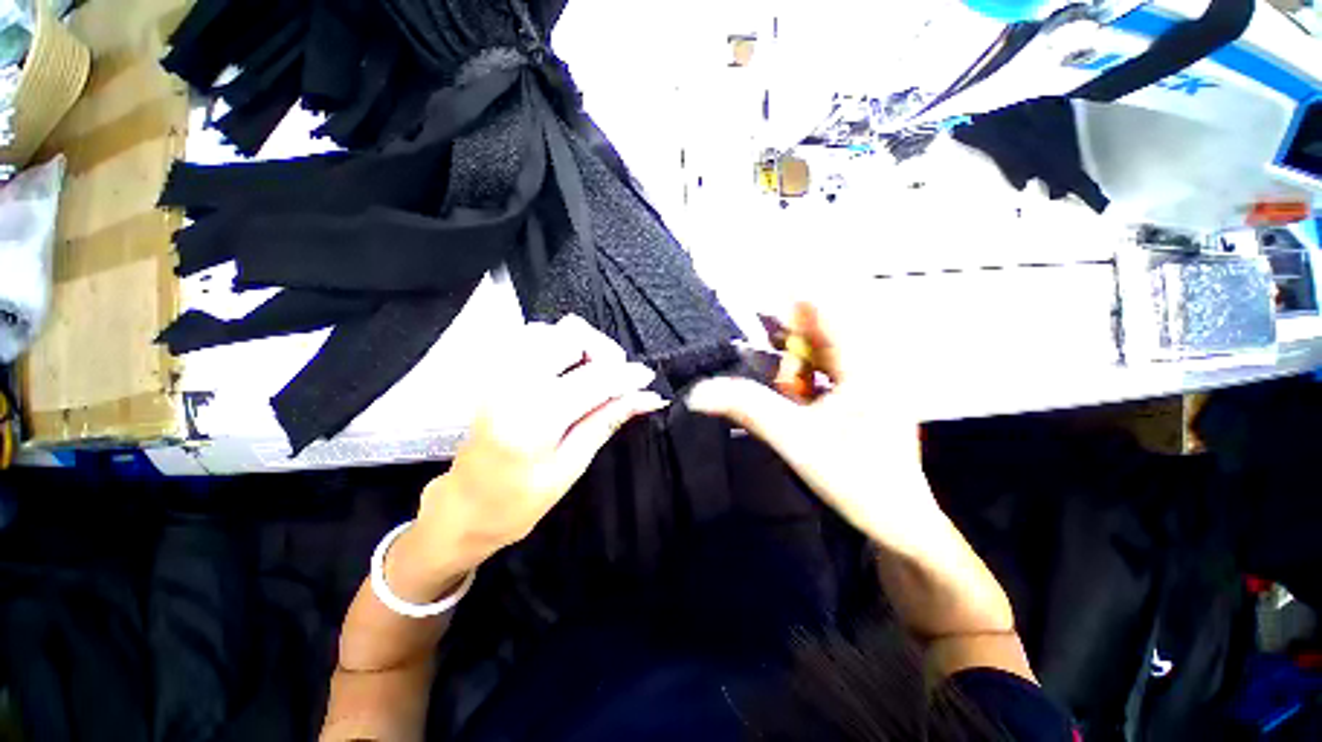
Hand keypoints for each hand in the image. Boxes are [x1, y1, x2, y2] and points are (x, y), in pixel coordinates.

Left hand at [407, 315, 666, 589]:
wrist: (462, 507)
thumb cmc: (517, 501)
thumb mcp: (571, 466)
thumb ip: (607, 421)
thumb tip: (646, 398)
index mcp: (536, 415)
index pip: (596, 377)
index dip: (628, 374)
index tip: (648, 379)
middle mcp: (515, 382)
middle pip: (572, 333)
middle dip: (604, 351)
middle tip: (616, 379)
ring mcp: (500, 372)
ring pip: (552, 329)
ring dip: (582, 346)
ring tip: (593, 376)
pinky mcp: (495, 372)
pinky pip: (532, 337)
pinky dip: (559, 345)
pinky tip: (567, 371)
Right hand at [685, 302, 940, 555]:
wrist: (899, 523)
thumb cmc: (854, 480)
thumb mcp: (794, 439)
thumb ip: (747, 408)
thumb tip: (699, 393)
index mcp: (865, 366)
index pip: (827, 310)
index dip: (793, 298)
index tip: (762, 294)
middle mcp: (875, 364)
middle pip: (826, 327)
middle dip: (791, 335)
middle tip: (767, 349)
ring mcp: (876, 380)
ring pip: (829, 348)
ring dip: (799, 357)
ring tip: (783, 379)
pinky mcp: (871, 394)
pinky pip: (834, 367)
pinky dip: (810, 373)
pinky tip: (796, 392)